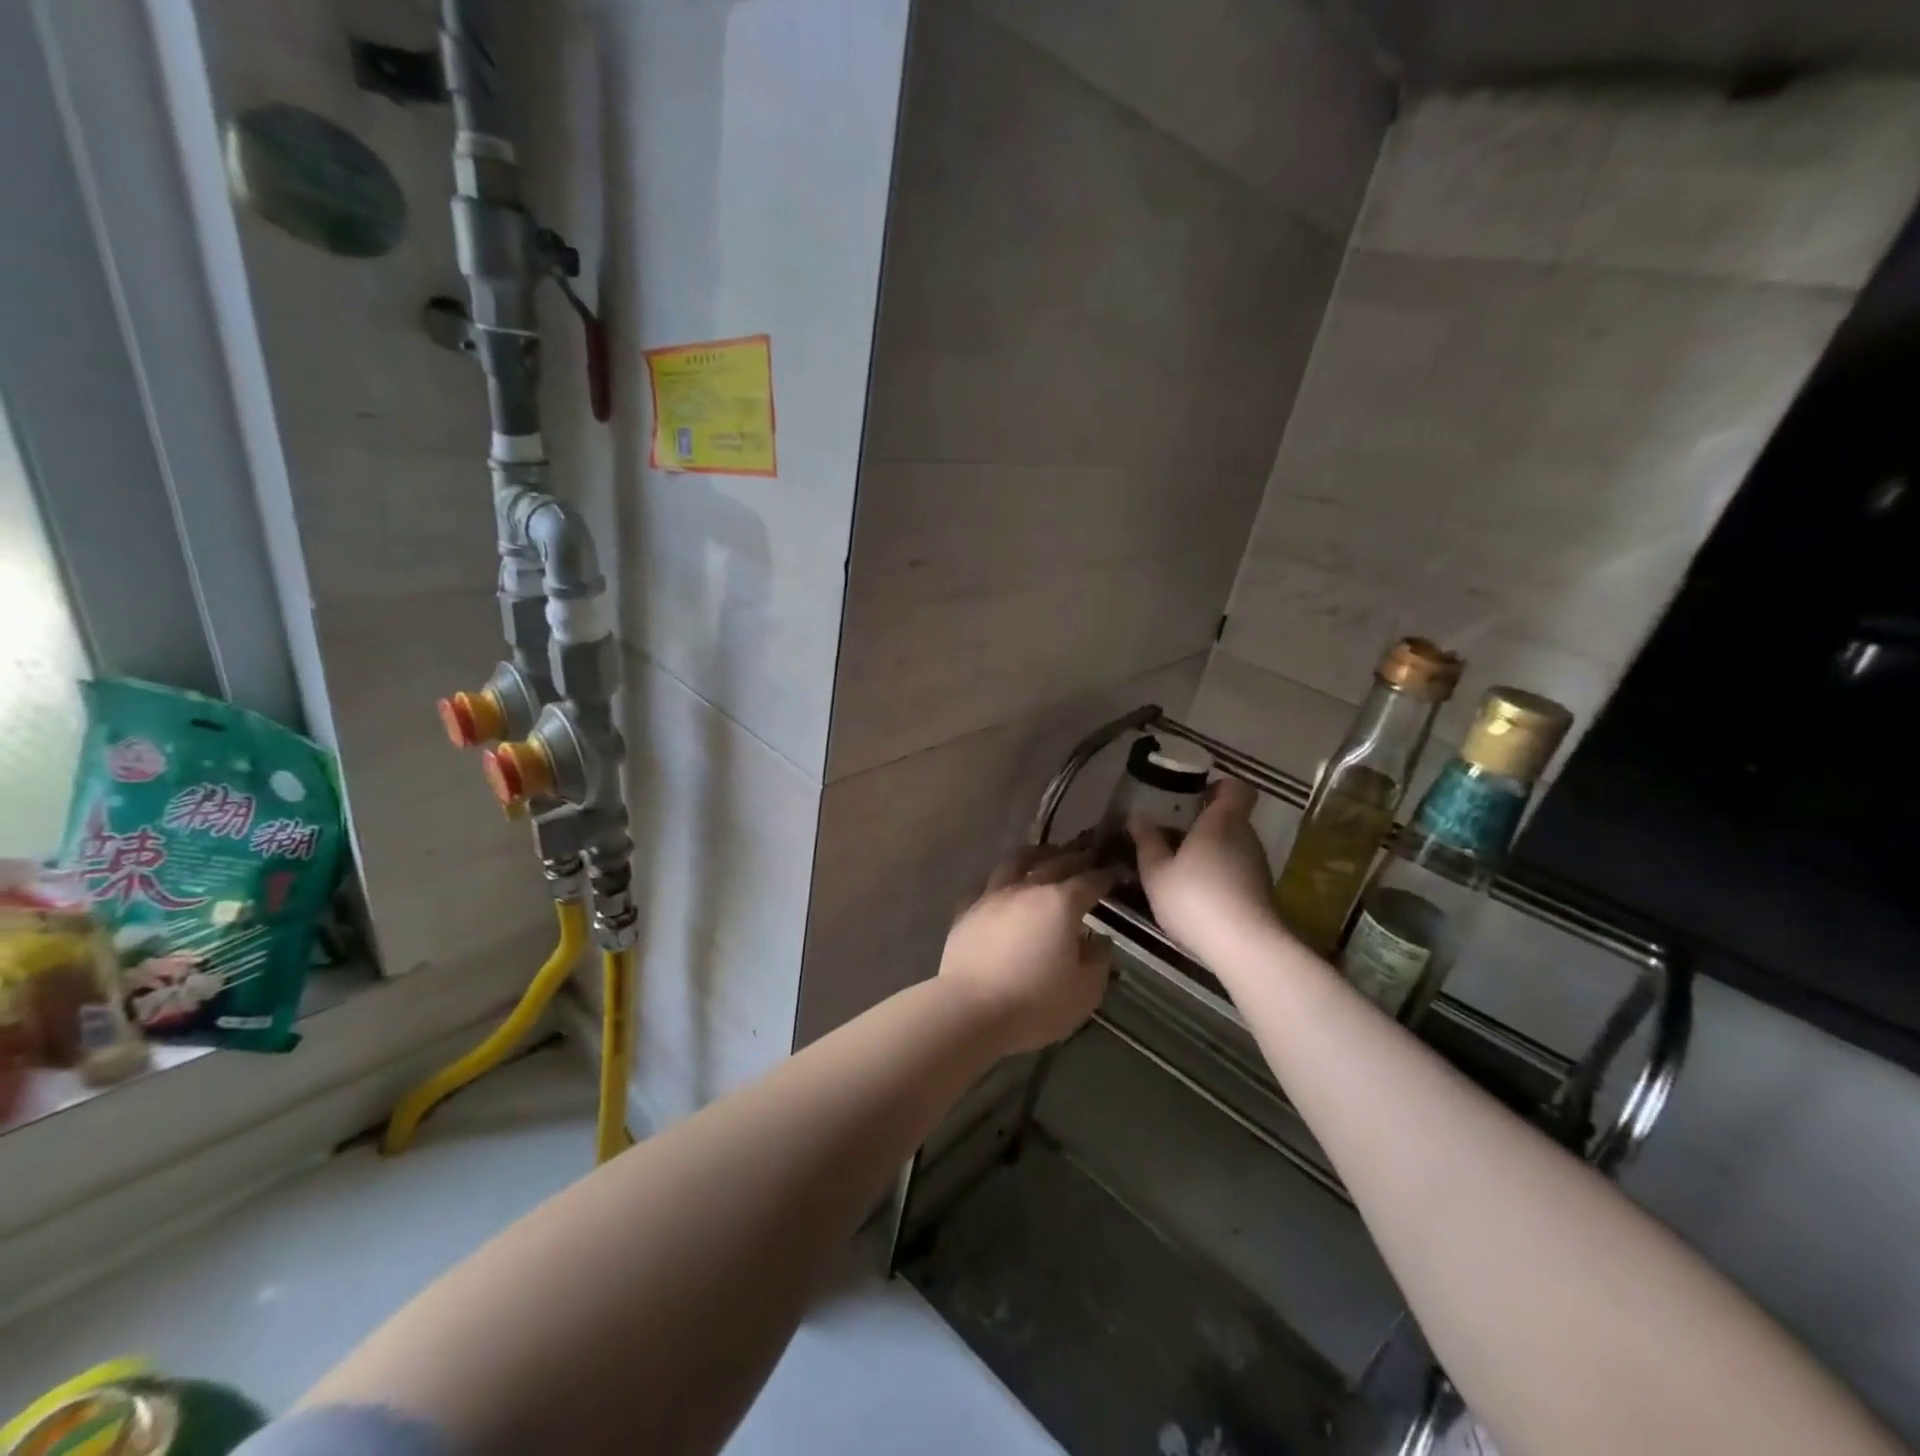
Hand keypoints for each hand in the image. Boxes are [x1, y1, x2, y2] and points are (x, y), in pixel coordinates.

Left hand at [939, 845, 1116, 1056]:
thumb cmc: (1035, 1003)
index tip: (1116, 871)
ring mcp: (993, 896)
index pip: (1090, 880)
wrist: (971, 1010)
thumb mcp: (1085, 991)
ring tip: (1045, 854)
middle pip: (1055, 862)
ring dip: (1036, 854)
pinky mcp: (966, 910)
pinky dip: (998, 880)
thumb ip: (1098, 961)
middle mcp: (1027, 889)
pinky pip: (984, 885)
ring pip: (1016, 862)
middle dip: (1076, 856)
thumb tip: (1099, 942)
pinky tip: (1001, 884)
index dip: (1105, 875)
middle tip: (1088, 853)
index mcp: (1061, 903)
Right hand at [1129, 778, 1278, 964]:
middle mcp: (1245, 836)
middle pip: (1230, 818)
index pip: (1236, 787)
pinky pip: (1237, 870)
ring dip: (1210, 852)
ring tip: (1178, 870)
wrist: (1246, 948)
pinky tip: (1197, 897)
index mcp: (1221, 821)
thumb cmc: (1195, 899)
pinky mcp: (1261, 891)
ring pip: (1232, 846)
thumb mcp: (1156, 872)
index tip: (1193, 797)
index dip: (1218, 786)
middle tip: (1171, 836)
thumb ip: (1147, 841)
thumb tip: (1138, 815)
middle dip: (1203, 824)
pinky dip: (1219, 875)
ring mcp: (1257, 865)